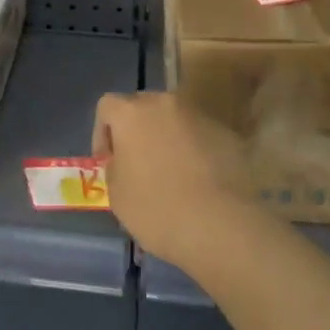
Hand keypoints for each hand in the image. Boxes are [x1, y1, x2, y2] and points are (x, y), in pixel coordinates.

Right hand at [94, 91, 260, 268]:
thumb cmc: (157, 209)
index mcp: (132, 113)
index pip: (107, 106)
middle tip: (139, 164)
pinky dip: (195, 152)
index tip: (108, 162)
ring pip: (175, 121)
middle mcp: (165, 104)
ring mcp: (199, 116)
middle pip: (143, 107)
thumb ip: (115, 168)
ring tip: (173, 175)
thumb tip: (124, 162)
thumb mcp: (117, 195)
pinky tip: (200, 182)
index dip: (102, 132)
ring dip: (168, 139)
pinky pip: (201, 137)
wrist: (221, 225)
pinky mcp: (227, 134)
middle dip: (137, 131)